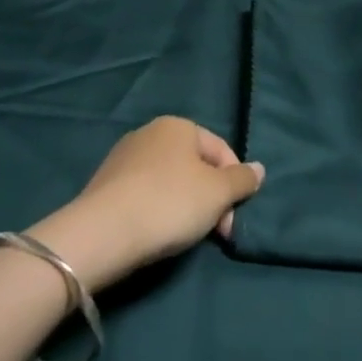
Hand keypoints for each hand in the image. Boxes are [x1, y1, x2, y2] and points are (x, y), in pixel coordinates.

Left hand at [30, 117, 262, 291]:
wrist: (103, 232)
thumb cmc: (170, 203)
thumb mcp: (218, 193)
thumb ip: (242, 180)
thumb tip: (258, 169)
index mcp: (178, 125)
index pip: (221, 151)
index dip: (235, 185)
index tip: (232, 221)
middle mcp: (149, 132)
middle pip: (195, 166)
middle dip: (210, 198)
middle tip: (214, 233)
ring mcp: (123, 157)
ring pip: (170, 181)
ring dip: (185, 206)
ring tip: (184, 235)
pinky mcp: (104, 183)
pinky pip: (144, 193)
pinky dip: (157, 210)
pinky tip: (156, 232)